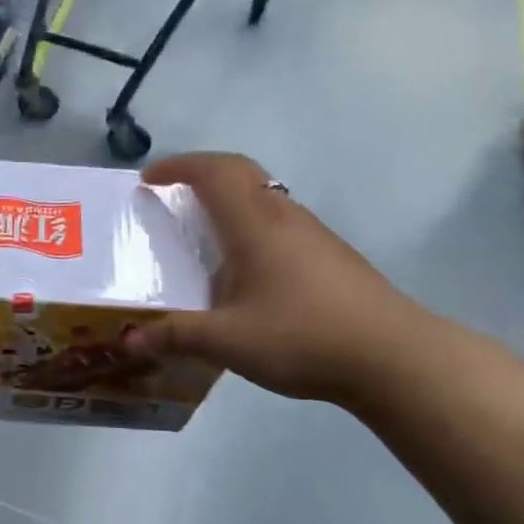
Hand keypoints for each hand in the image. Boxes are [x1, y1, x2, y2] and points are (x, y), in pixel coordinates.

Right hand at [129, 152, 420, 403]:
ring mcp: (312, 234)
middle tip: (171, 196)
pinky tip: (245, 270)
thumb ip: (175, 336)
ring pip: (263, 197)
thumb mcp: (227, 341)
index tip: (148, 180)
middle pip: (240, 173)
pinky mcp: (331, 256)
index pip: (213, 171)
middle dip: (201, 174)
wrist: (394, 357)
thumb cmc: (302, 336)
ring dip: (228, 200)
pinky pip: (279, 223)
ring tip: (202, 233)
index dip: (178, 166)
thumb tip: (129, 340)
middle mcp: (283, 216)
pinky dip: (250, 226)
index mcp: (254, 224)